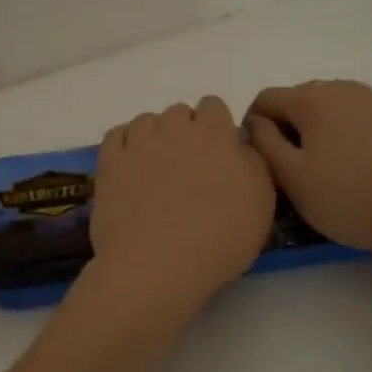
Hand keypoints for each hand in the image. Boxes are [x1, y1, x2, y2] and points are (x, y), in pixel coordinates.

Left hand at [89, 96, 275, 311]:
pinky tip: (130, 168)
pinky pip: (117, 135)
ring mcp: (139, 141)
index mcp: (216, 134)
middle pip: (180, 113)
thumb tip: (239, 143)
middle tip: (188, 169)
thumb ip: (253, 162)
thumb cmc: (219, 239)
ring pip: (147, 121)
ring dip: (154, 137)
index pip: (215, 107)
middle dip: (185, 132)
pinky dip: (125, 145)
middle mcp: (176, 127)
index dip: (216, 128)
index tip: (218, 156)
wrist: (156, 265)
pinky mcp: (110, 160)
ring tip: (156, 171)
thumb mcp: (261, 203)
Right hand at [246, 80, 371, 258]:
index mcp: (313, 98)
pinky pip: (365, 122)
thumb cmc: (351, 196)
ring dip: (323, 132)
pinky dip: (354, 138)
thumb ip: (264, 143)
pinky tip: (364, 171)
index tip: (260, 160)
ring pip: (336, 110)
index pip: (266, 99)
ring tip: (330, 171)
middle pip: (302, 101)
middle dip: (290, 128)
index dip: (253, 126)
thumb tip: (254, 122)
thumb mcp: (292, 178)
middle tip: (292, 170)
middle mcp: (346, 88)